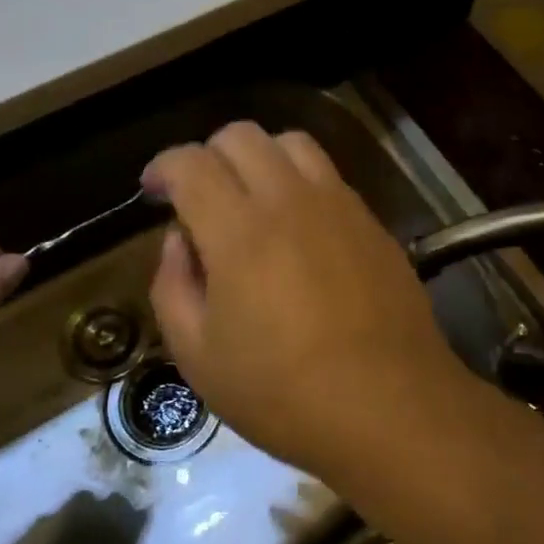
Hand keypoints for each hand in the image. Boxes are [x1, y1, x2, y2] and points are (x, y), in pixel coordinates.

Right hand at [141, 123, 461, 473]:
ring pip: (290, 141)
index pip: (191, 163)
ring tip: (249, 199)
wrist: (390, 408)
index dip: (162, 167)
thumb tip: (179, 240)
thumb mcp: (199, 357)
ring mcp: (337, 204)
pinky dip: (298, 179)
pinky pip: (327, 174)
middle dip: (207, 155)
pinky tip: (297, 225)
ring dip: (257, 156)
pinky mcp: (370, 220)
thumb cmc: (283, 393)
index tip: (152, 191)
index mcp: (239, 231)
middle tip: (197, 197)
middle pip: (241, 135)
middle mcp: (289, 200)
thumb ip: (172, 286)